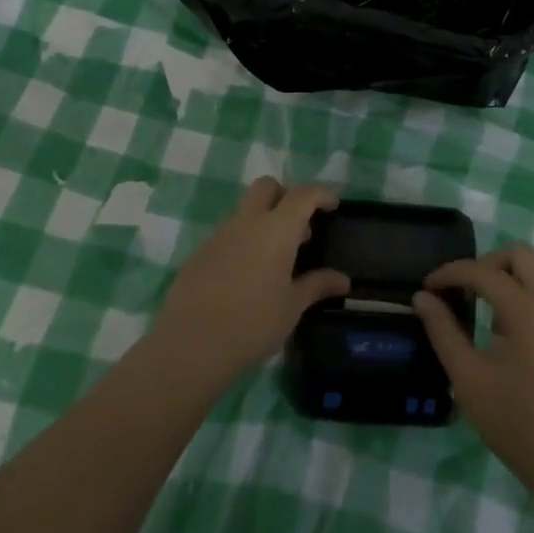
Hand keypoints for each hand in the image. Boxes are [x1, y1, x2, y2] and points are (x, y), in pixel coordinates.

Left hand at [149, 178, 347, 393]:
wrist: (190, 345)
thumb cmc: (252, 324)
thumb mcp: (292, 307)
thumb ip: (317, 286)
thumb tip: (343, 280)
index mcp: (276, 229)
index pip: (303, 195)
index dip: (321, 194)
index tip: (333, 205)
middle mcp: (247, 222)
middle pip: (267, 187)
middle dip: (286, 196)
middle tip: (299, 227)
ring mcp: (219, 235)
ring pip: (245, 209)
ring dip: (263, 219)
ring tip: (275, 257)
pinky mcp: (200, 252)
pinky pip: (228, 233)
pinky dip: (243, 240)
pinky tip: (246, 274)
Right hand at [414, 245, 533, 496]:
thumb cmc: (515, 423)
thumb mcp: (468, 378)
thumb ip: (443, 331)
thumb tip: (422, 298)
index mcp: (527, 310)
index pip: (483, 271)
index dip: (450, 273)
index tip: (427, 288)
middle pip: (519, 254)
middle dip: (485, 264)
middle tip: (461, 289)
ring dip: (508, 274)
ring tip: (483, 304)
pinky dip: (525, 290)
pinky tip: (506, 326)